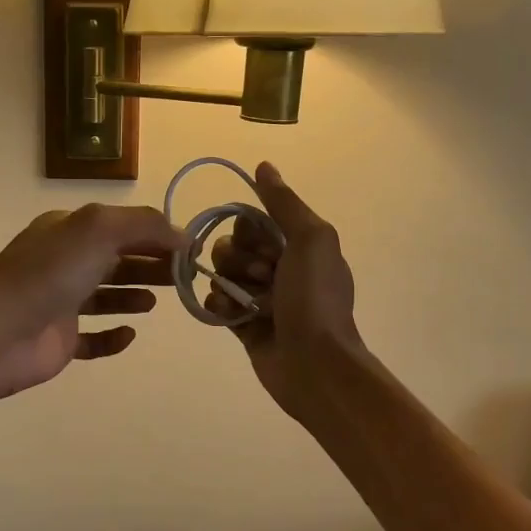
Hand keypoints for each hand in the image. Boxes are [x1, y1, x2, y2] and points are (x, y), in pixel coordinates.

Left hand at [0, 204, 182, 400]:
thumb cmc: (49, 273)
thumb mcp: (99, 229)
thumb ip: (144, 226)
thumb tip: (183, 235)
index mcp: (68, 231)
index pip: (120, 227)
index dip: (155, 235)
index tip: (189, 249)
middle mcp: (63, 262)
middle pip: (116, 260)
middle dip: (150, 265)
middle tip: (184, 277)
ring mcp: (59, 303)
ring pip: (104, 296)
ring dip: (132, 295)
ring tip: (157, 302)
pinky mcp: (59, 340)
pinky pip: (92, 338)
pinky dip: (112, 336)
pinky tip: (130, 335)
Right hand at [207, 163, 363, 418]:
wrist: (314, 365)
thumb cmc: (315, 299)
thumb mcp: (311, 240)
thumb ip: (284, 203)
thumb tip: (263, 166)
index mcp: (297, 245)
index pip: (251, 221)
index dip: (250, 232)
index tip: (267, 249)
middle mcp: (277, 267)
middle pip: (232, 245)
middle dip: (240, 261)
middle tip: (265, 279)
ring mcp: (258, 297)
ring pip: (220, 274)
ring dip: (232, 286)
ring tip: (253, 305)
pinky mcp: (242, 324)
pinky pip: (214, 302)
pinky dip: (220, 307)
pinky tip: (235, 317)